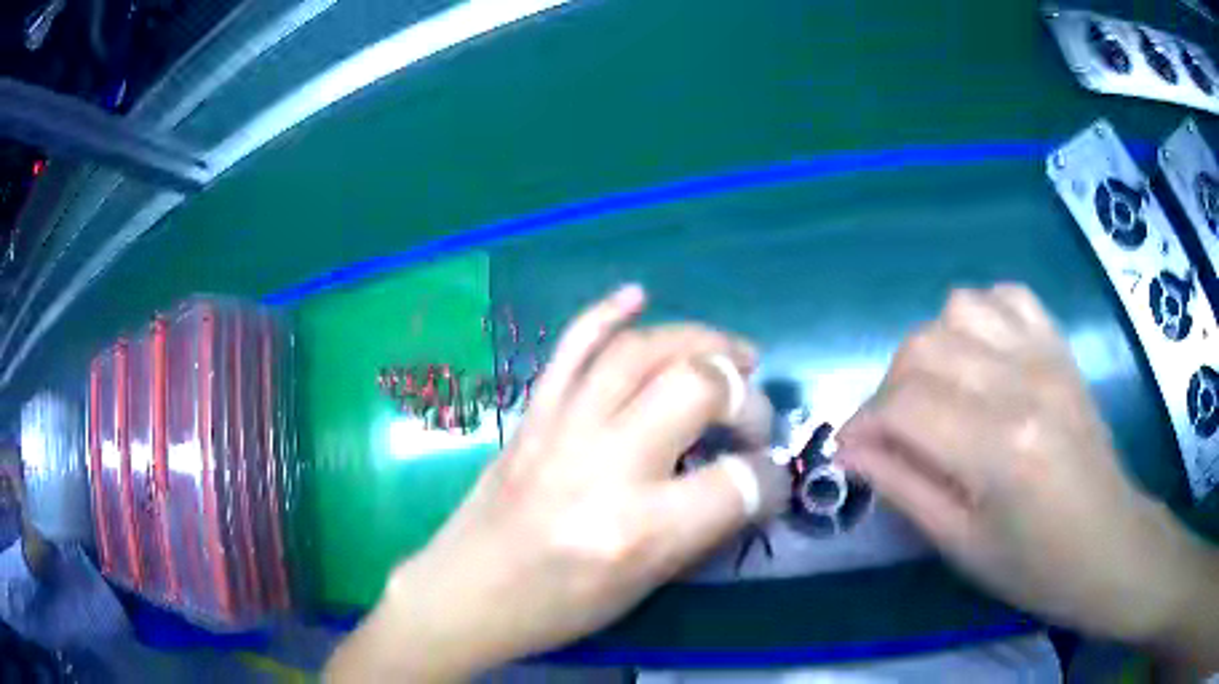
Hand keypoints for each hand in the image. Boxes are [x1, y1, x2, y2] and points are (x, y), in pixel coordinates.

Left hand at [326, 285, 786, 681]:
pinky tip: (637, 296)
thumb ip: (700, 527)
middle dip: (743, 394)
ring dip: (697, 340)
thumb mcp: (644, 585)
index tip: (770, 481)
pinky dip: (606, 312)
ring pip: (639, 351)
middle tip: (750, 412)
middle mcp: (604, 468)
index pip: (740, 483)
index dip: (772, 479)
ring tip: (730, 353)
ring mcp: (561, 430)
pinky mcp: (531, 415)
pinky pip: (570, 346)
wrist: (466, 594)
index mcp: (639, 531)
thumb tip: (744, 480)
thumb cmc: (557, 608)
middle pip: (696, 388)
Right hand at [837, 285, 1218, 656]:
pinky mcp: (1060, 348)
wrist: (1108, 543)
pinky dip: (978, 317)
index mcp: (999, 450)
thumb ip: (903, 488)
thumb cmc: (1035, 565)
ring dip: (931, 349)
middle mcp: (1022, 385)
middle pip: (923, 347)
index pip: (904, 407)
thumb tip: (851, 450)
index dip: (862, 425)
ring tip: (936, 393)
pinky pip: (1006, 296)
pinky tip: (979, 357)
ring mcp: (1046, 356)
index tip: (849, 451)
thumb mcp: (961, 546)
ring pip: (958, 309)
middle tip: (892, 432)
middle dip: (888, 389)